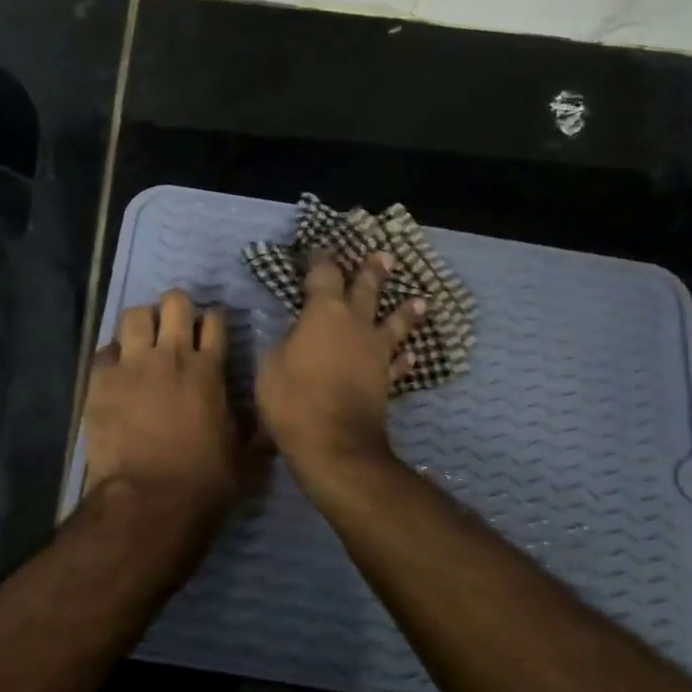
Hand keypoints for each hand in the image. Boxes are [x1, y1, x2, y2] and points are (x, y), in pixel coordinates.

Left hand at [83, 289, 256, 526]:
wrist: (149, 501)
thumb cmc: (204, 482)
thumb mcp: (246, 458)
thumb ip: (257, 432)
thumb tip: (271, 423)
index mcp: (209, 369)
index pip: (214, 320)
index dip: (213, 320)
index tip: (209, 331)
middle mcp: (171, 355)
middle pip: (174, 302)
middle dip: (176, 307)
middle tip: (174, 325)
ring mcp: (132, 364)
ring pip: (134, 315)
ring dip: (141, 322)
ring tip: (142, 339)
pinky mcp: (100, 381)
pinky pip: (104, 350)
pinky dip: (112, 355)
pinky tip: (115, 370)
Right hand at [255, 251, 423, 480]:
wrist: (333, 442)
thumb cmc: (293, 398)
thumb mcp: (270, 365)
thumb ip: (283, 343)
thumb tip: (292, 337)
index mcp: (324, 312)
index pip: (323, 274)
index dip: (320, 260)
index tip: (319, 250)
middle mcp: (356, 324)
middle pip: (367, 289)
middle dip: (373, 271)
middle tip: (385, 256)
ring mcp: (375, 352)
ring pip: (394, 323)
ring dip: (406, 310)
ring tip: (420, 299)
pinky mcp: (386, 380)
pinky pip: (398, 363)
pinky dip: (404, 358)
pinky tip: (412, 354)